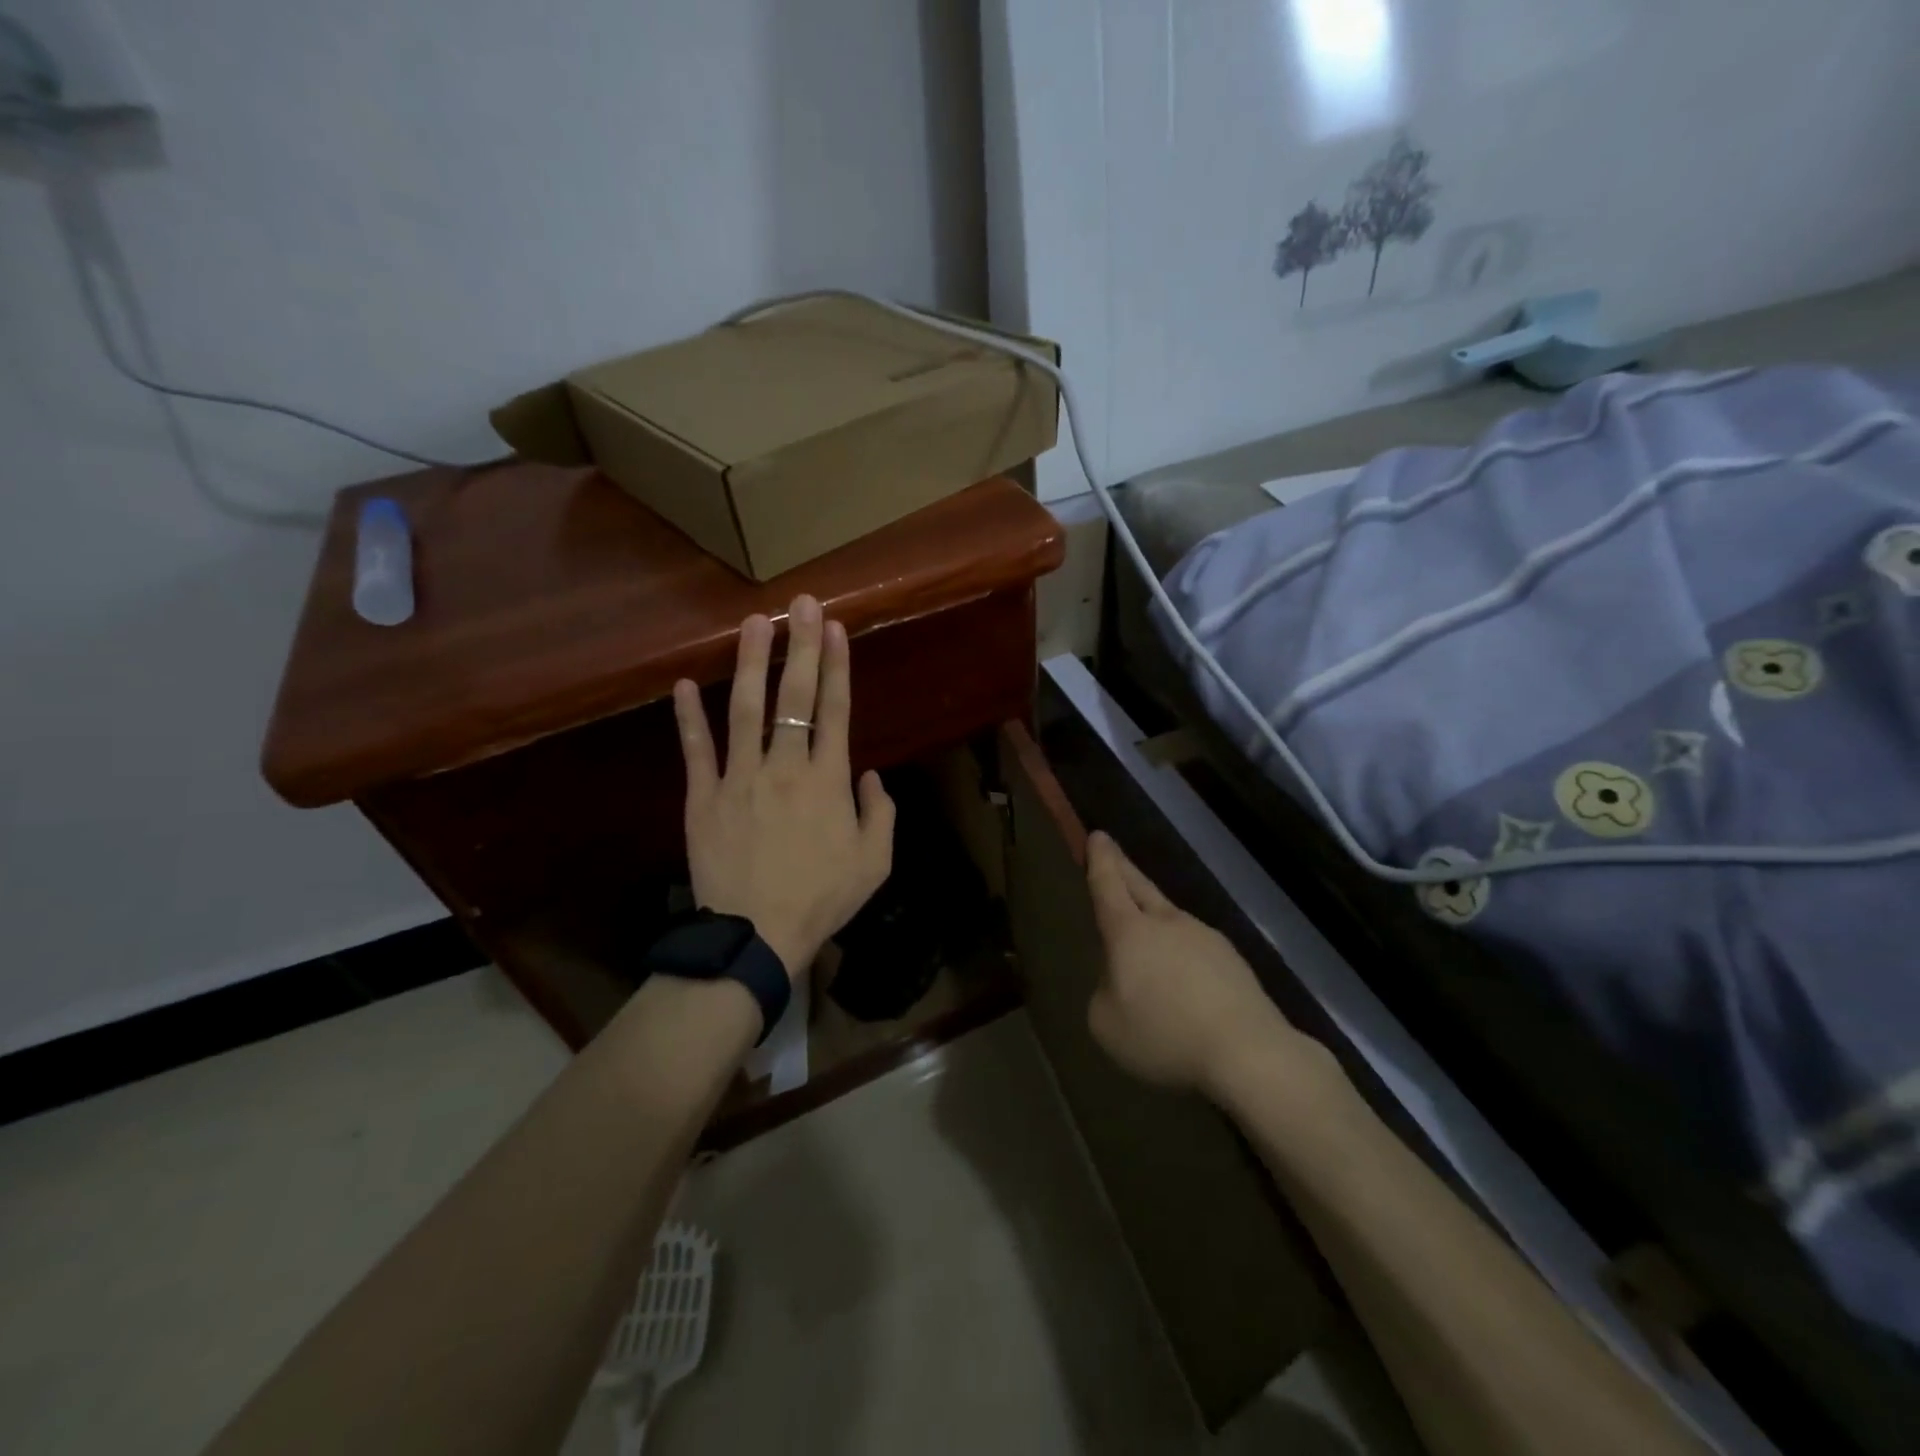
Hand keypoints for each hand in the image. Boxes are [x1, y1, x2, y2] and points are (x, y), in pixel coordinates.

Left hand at [672, 595, 895, 980]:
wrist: (755, 936)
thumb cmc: (822, 899)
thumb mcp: (875, 862)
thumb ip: (879, 812)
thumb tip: (869, 775)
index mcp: (827, 780)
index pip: (835, 710)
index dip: (837, 666)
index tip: (836, 628)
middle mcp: (784, 766)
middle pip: (793, 697)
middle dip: (800, 647)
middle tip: (801, 603)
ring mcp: (739, 778)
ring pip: (743, 710)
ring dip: (749, 663)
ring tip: (753, 623)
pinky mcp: (702, 797)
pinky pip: (695, 751)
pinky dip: (687, 718)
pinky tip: (682, 685)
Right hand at [1085, 831, 1325, 1102]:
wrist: (1248, 1052)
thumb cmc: (1165, 1035)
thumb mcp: (1106, 1023)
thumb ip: (1103, 993)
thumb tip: (1119, 981)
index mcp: (1130, 931)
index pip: (1108, 885)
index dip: (1100, 860)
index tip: (1097, 835)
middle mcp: (1167, 923)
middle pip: (1140, 887)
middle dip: (1122, 868)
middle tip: (1111, 850)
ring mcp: (1205, 938)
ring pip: (1170, 920)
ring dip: (1154, 919)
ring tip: (1146, 941)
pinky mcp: (1233, 962)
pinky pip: (1196, 950)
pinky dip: (1182, 956)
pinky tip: (1184, 984)